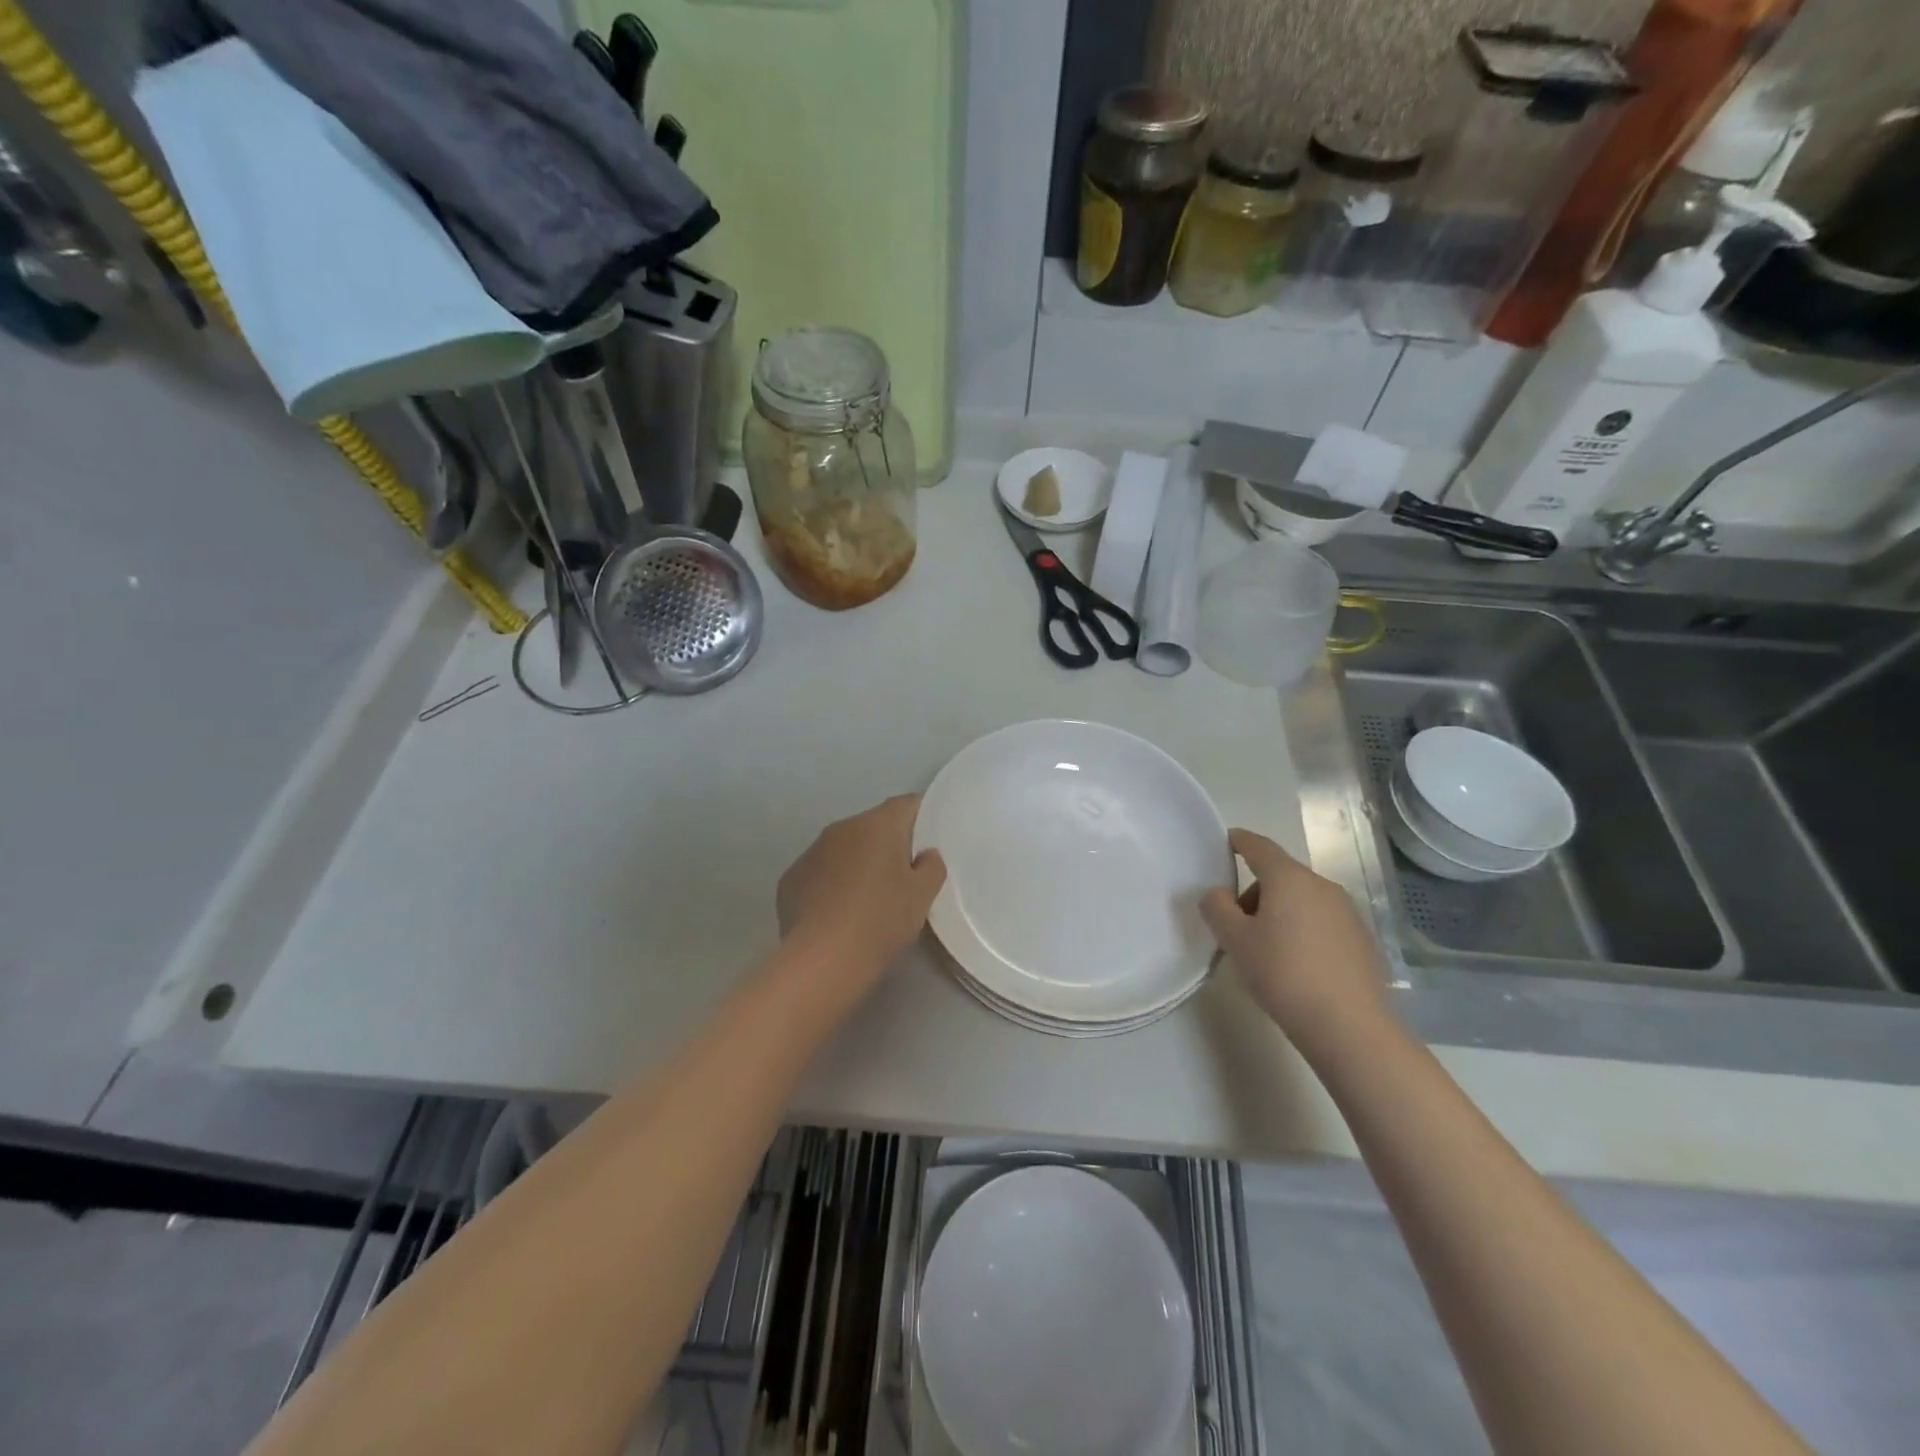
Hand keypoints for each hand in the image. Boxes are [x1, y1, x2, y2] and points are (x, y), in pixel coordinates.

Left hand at [777, 795, 946, 982]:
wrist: (823, 959)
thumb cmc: (882, 920)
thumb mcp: (922, 896)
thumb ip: (931, 867)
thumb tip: (925, 855)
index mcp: (877, 825)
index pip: (906, 804)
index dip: (920, 818)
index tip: (928, 842)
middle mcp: (841, 828)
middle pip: (872, 826)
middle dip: (887, 845)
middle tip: (901, 878)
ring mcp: (811, 852)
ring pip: (843, 849)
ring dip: (856, 864)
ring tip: (866, 900)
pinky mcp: (790, 879)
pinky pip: (819, 873)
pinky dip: (830, 885)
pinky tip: (836, 914)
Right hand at [1201, 829, 1387, 1056]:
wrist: (1349, 1026)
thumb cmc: (1283, 973)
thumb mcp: (1235, 940)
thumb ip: (1217, 908)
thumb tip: (1218, 894)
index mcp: (1289, 879)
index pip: (1259, 847)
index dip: (1240, 841)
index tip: (1227, 841)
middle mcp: (1322, 886)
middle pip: (1280, 876)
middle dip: (1255, 892)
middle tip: (1238, 927)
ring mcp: (1348, 912)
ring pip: (1302, 900)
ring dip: (1280, 913)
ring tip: (1267, 951)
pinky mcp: (1362, 940)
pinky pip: (1322, 922)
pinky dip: (1304, 930)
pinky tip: (1298, 965)